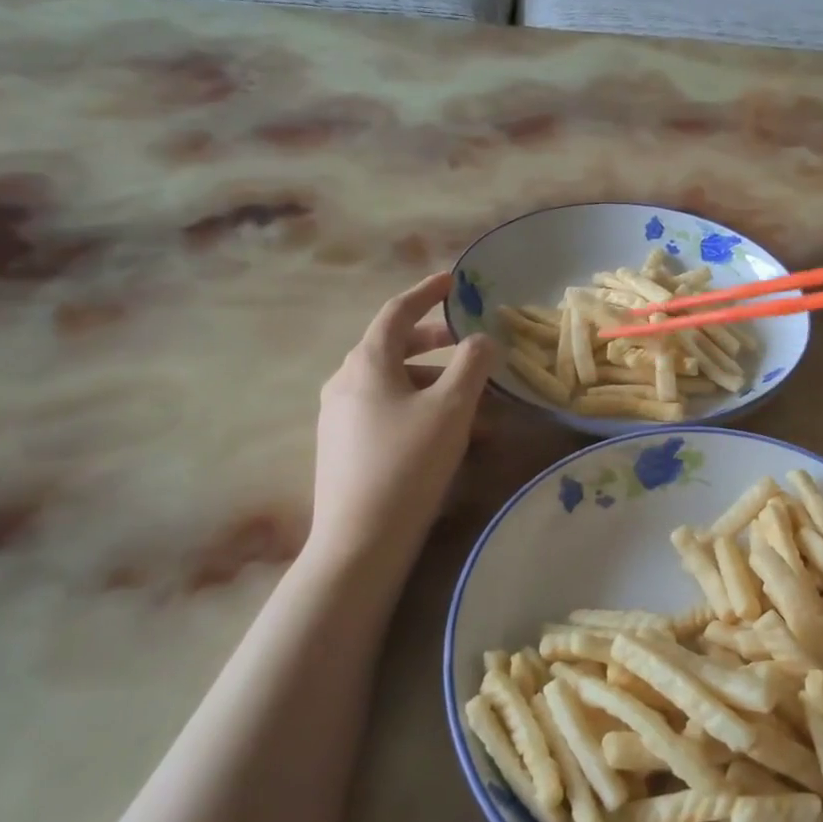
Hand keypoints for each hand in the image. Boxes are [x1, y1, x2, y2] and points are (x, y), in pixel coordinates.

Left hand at [305, 273, 494, 574]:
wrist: (361, 540)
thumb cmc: (409, 463)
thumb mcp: (452, 408)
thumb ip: (472, 364)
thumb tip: (482, 339)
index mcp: (367, 362)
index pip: (397, 312)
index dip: (427, 292)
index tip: (453, 282)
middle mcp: (346, 381)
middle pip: (395, 347)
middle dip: (437, 342)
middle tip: (471, 344)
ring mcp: (341, 415)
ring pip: (395, 384)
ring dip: (436, 384)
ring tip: (476, 405)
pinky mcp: (344, 446)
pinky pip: (387, 411)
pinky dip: (420, 409)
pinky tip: (449, 436)